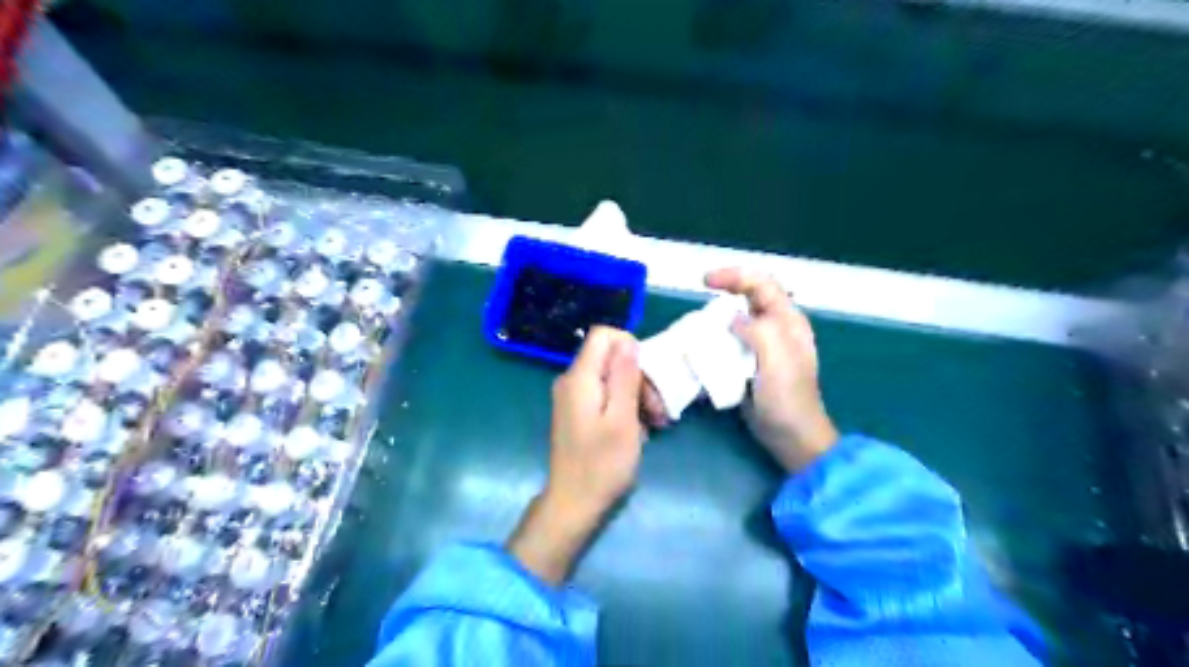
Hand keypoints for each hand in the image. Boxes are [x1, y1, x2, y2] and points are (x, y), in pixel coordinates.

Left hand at [506, 327, 645, 582]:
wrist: (573, 503)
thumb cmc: (601, 464)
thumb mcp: (621, 419)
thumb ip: (624, 376)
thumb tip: (628, 341)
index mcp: (580, 377)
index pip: (603, 334)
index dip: (630, 346)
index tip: (648, 375)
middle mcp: (572, 380)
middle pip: (610, 357)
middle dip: (639, 377)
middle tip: (659, 410)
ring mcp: (574, 397)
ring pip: (611, 377)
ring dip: (636, 395)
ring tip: (655, 424)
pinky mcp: (578, 412)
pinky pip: (605, 395)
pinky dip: (625, 406)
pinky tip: (639, 430)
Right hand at [703, 266, 832, 473]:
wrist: (791, 436)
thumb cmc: (788, 398)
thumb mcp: (777, 359)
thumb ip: (757, 331)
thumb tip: (732, 319)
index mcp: (788, 321)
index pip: (762, 284)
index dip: (735, 276)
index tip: (705, 281)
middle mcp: (776, 327)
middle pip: (748, 297)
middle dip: (724, 292)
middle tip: (699, 299)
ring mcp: (762, 346)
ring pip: (737, 318)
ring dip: (717, 317)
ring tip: (697, 323)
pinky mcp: (749, 363)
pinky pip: (730, 341)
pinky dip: (715, 338)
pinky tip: (702, 345)